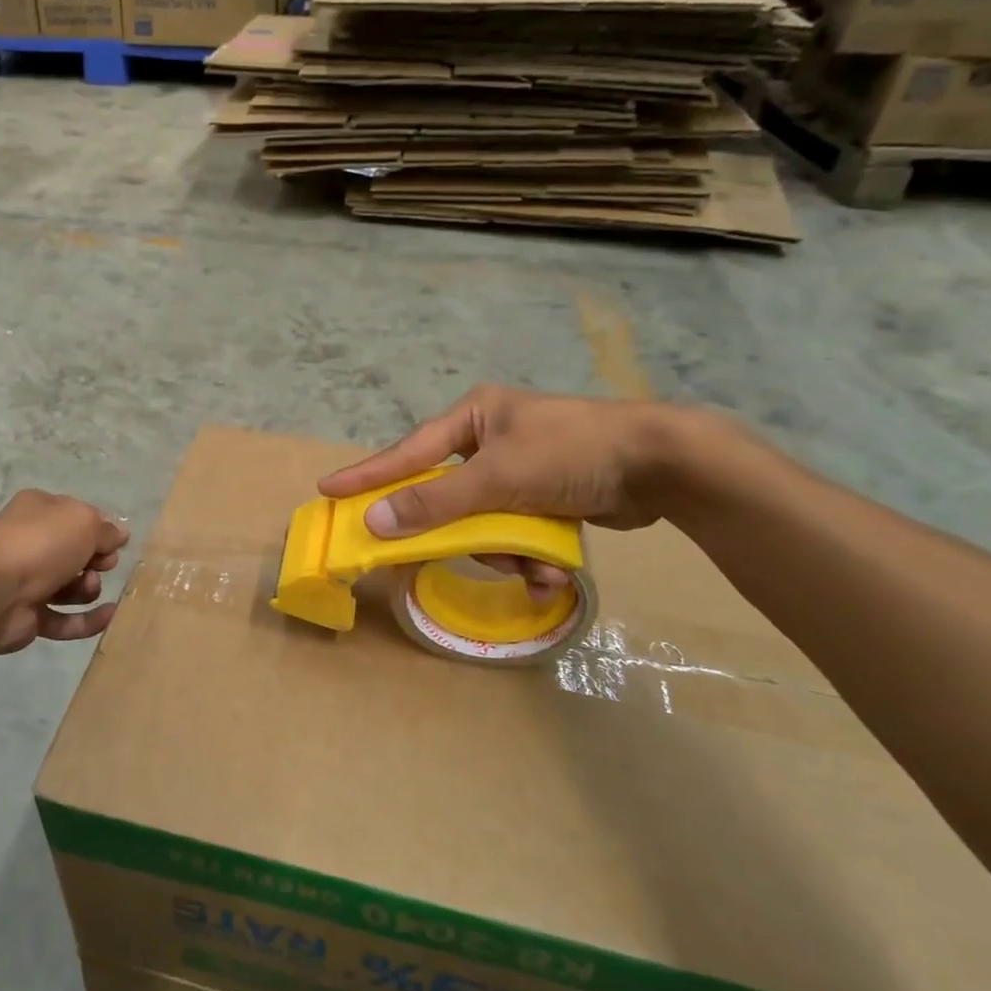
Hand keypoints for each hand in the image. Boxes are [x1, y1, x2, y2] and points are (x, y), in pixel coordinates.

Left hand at [0, 490, 128, 655]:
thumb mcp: (83, 523)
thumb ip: (106, 530)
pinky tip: (108, 616)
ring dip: (89, 588)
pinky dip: (87, 619)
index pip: (77, 516)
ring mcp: (27, 581)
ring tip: (89, 587)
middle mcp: (31, 542)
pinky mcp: (29, 616)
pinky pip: (65, 619)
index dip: (100, 529)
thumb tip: (120, 535)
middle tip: (104, 564)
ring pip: (71, 586)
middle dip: (96, 560)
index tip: (116, 543)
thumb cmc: (40, 544)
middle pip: (76, 553)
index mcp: (38, 510)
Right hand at [319, 387, 692, 541]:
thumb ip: (434, 503)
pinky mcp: (547, 497)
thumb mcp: (496, 478)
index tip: (327, 489)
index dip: (368, 474)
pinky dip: (530, 555)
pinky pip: (517, 532)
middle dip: (463, 534)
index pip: (408, 452)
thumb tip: (374, 520)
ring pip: (485, 523)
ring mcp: (520, 469)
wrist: (663, 464)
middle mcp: (491, 440)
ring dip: (506, 554)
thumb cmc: (570, 453)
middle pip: (449, 498)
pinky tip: (552, 573)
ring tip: (535, 571)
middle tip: (439, 557)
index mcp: (473, 417)